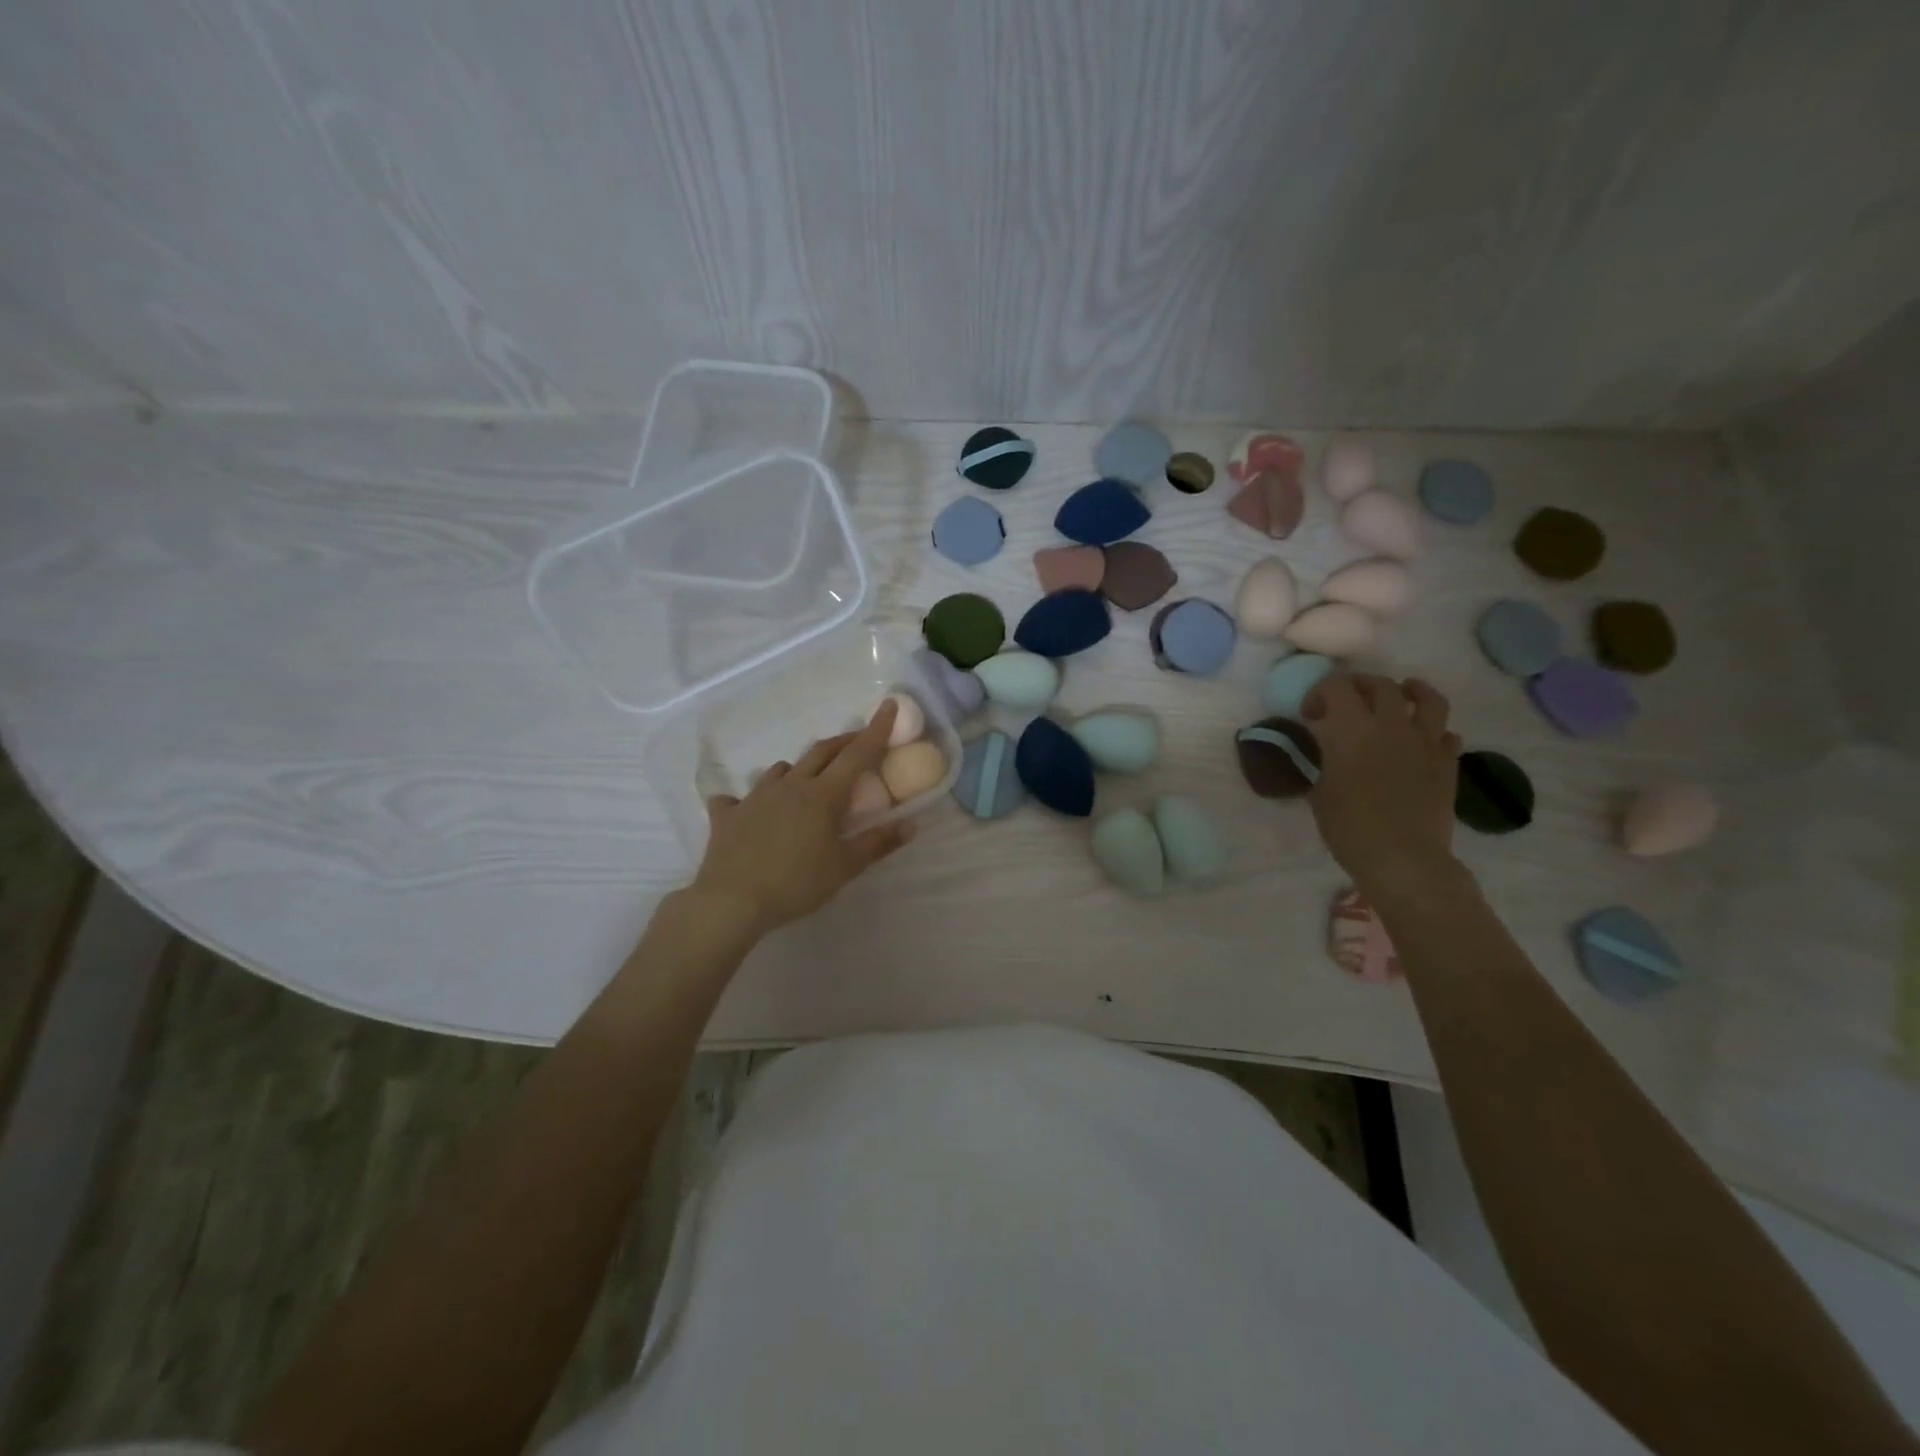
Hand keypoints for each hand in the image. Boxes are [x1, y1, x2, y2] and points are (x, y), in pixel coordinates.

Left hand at [688, 700, 915, 937]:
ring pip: (782, 769)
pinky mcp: (728, 815)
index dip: (876, 730)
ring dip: (800, 769)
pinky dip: (747, 801)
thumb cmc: (796, 883)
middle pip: (822, 752)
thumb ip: (878, 843)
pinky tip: (749, 813)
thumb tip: (911, 824)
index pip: (858, 754)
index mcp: (823, 795)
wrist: (732, 900)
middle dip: (843, 742)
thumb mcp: (844, 868)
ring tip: (807, 782)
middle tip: (859, 743)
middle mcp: (790, 785)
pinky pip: (737, 798)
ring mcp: (755, 797)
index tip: (889, 705)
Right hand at [1303, 674, 1461, 895]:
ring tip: (1402, 695)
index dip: (1320, 692)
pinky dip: (1433, 731)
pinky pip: (1446, 733)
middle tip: (1347, 702)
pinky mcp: (1448, 763)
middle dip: (1359, 686)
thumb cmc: (1349, 827)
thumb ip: (1324, 763)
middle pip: (1380, 685)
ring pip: (1426, 698)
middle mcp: (1391, 725)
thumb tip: (1327, 754)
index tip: (1311, 715)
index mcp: (1352, 729)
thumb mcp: (1320, 792)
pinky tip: (1422, 741)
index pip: (1336, 686)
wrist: (1402, 858)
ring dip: (1411, 691)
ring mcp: (1425, 742)